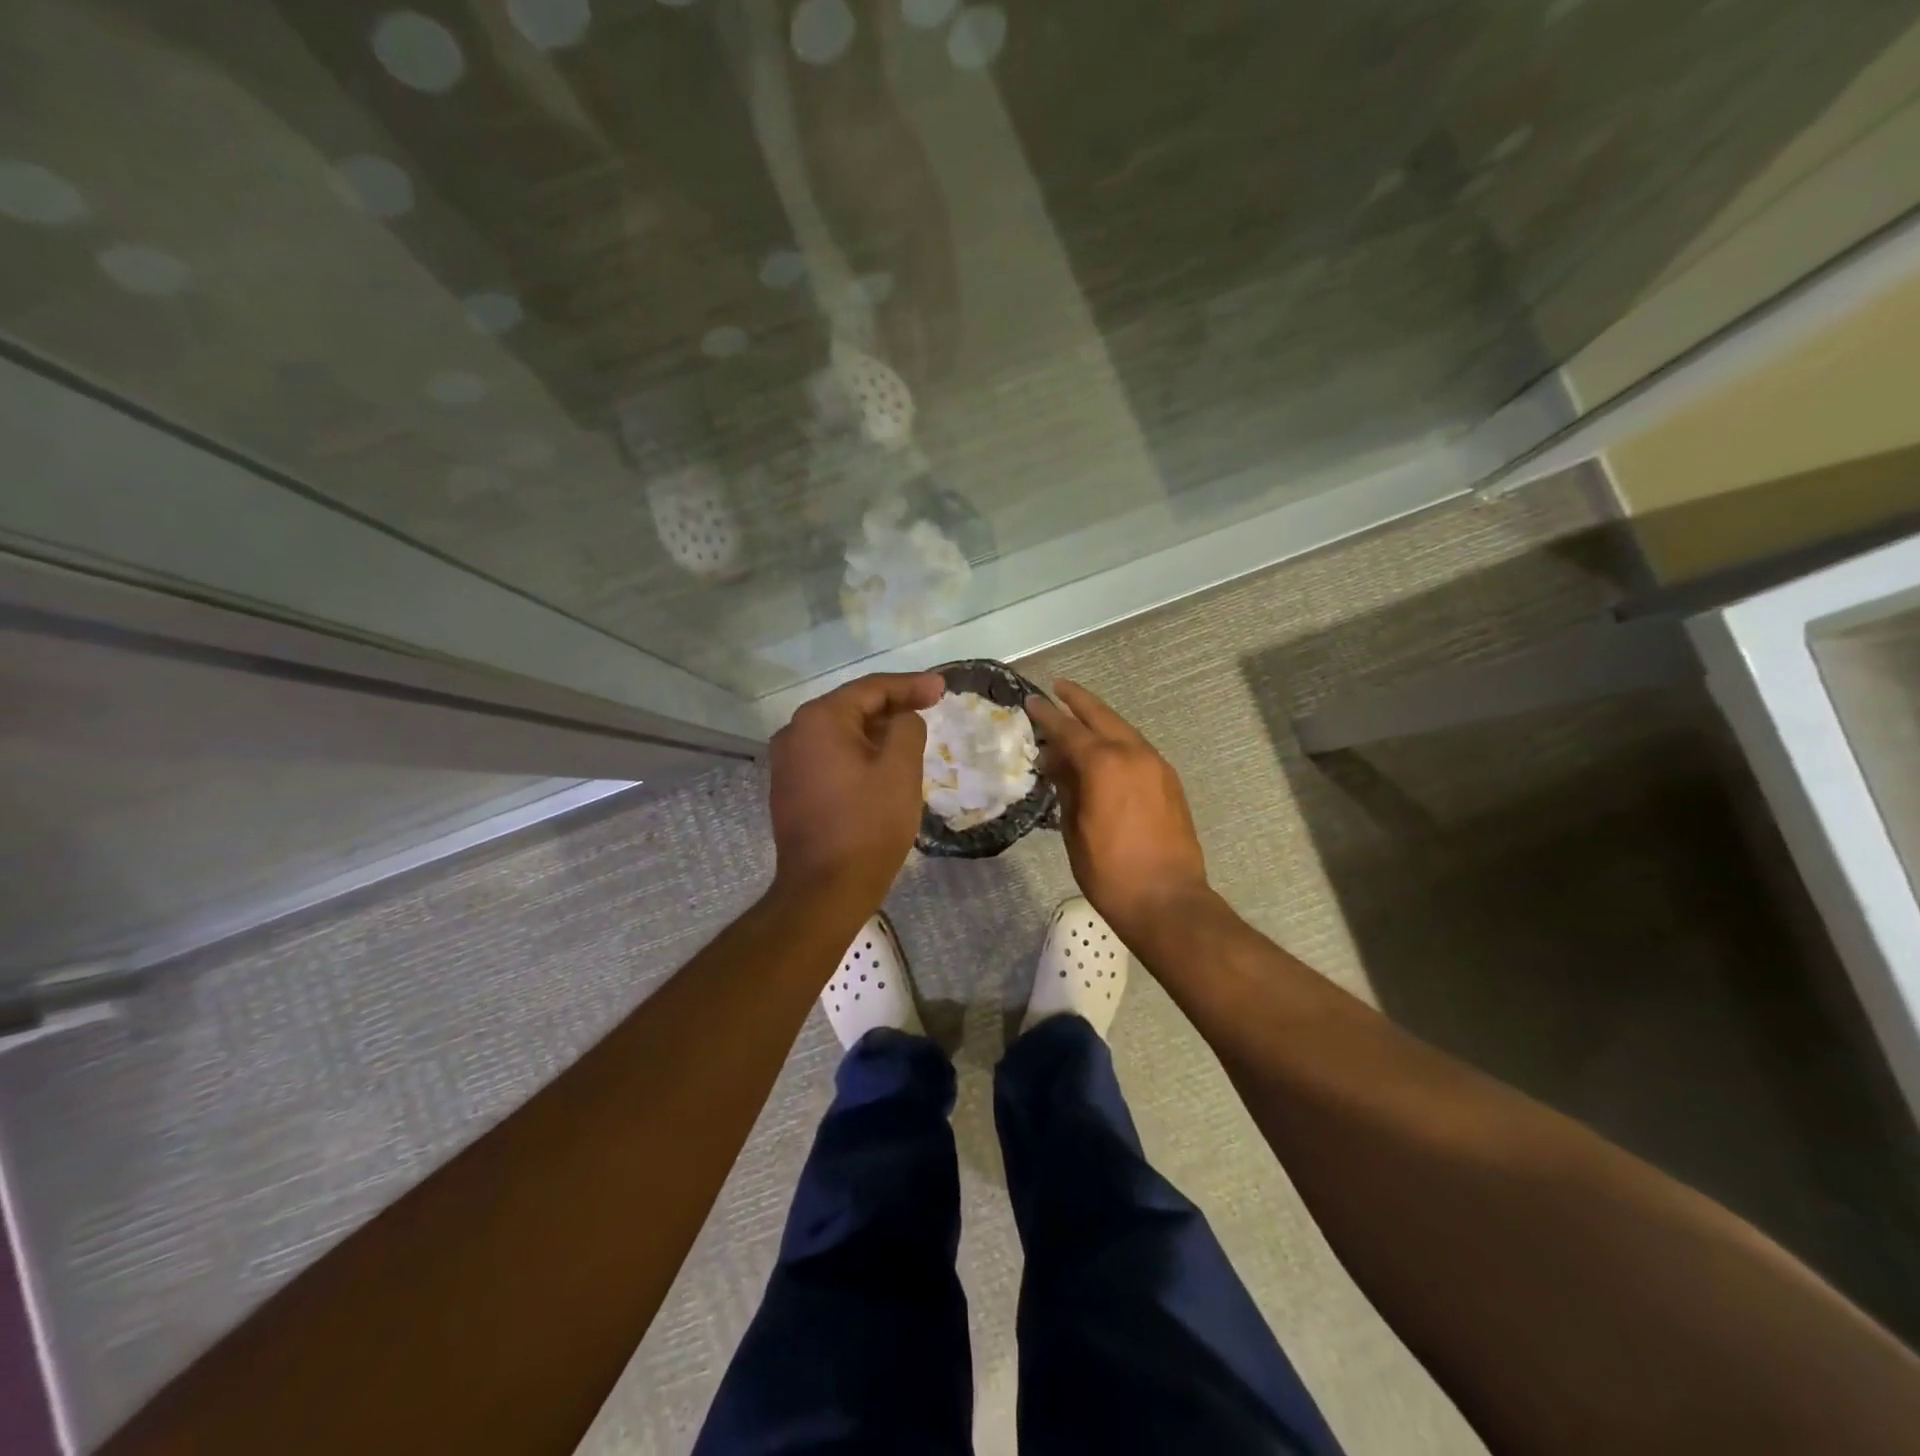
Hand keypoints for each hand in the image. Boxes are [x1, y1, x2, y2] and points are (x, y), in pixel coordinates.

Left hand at [768, 672, 942, 903]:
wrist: (824, 890)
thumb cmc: (867, 825)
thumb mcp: (900, 770)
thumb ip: (907, 728)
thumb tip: (902, 718)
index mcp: (819, 720)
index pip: (871, 689)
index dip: (910, 686)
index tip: (942, 689)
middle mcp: (794, 733)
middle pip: (852, 707)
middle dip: (893, 706)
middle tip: (930, 706)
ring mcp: (787, 763)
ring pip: (840, 734)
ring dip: (876, 731)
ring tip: (911, 733)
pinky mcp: (790, 789)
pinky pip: (830, 757)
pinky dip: (858, 753)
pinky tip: (882, 762)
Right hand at [1027, 680, 1210, 938]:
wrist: (1167, 900)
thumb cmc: (1109, 871)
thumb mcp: (1074, 829)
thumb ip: (1067, 788)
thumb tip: (1057, 763)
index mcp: (1104, 764)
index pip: (1068, 730)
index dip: (1047, 716)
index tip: (1031, 702)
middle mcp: (1133, 754)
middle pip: (1101, 716)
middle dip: (1078, 701)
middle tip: (1058, 688)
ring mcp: (1156, 766)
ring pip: (1123, 730)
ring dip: (1100, 720)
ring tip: (1079, 717)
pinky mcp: (1169, 781)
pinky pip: (1138, 749)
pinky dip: (1118, 741)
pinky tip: (1105, 750)